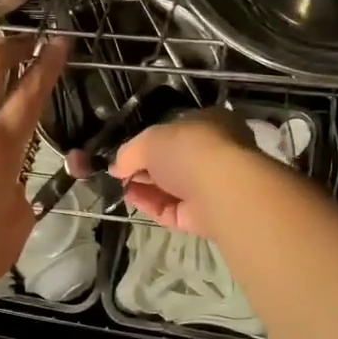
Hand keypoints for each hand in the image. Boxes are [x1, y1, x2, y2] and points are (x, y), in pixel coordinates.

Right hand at [108, 109, 258, 236]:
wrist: (221, 189)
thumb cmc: (189, 149)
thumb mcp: (149, 139)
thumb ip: (129, 151)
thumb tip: (116, 167)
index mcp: (210, 123)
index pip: (177, 130)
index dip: (150, 140)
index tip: (126, 151)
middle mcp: (215, 153)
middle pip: (173, 161)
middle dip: (145, 167)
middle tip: (120, 171)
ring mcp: (212, 186)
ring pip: (172, 187)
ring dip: (145, 187)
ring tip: (119, 187)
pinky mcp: (206, 215)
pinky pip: (173, 209)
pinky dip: (152, 205)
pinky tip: (132, 200)